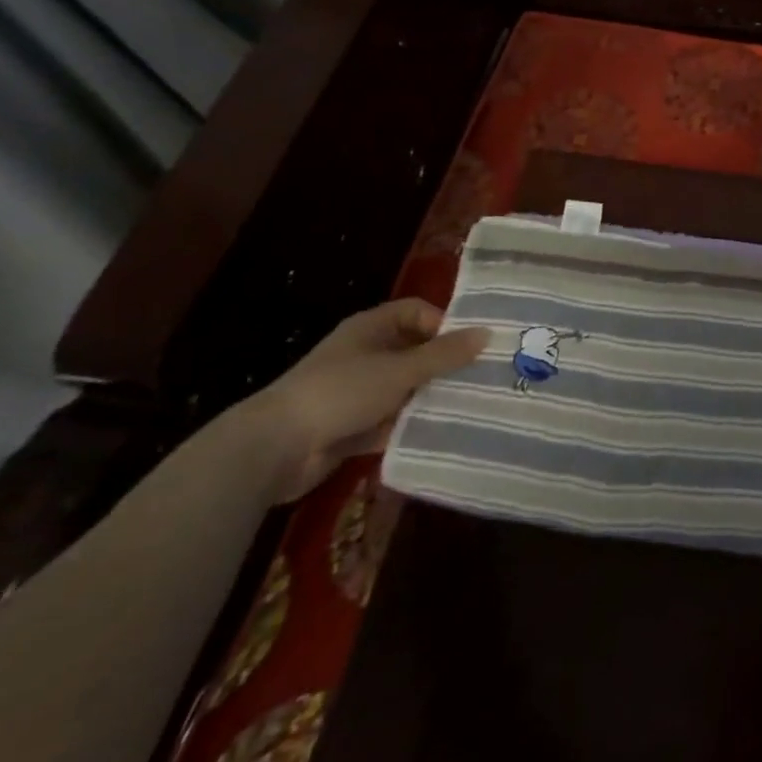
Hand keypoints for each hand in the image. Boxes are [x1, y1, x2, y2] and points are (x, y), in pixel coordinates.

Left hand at [240, 300, 489, 502]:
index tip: (472, 343)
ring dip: (430, 396)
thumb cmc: (340, 392)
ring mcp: (357, 391)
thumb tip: (488, 333)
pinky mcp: (351, 426)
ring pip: (405, 387)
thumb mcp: (400, 370)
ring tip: (471, 404)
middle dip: (444, 363)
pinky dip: (411, 424)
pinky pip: (391, 420)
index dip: (444, 322)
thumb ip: (444, 354)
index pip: (417, 311)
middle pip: (415, 350)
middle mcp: (365, 354)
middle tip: (482, 374)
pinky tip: (442, 432)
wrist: (273, 450)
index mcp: (371, 328)